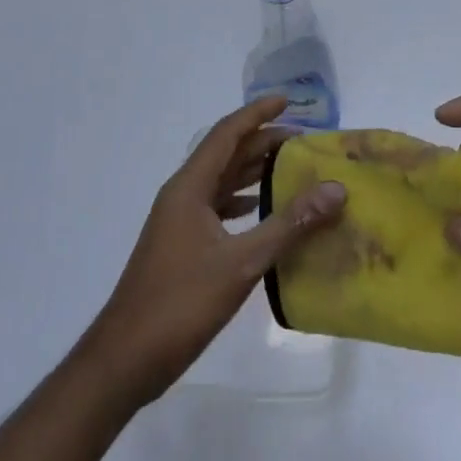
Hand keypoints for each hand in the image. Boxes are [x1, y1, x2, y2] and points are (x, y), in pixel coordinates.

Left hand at [78, 98, 347, 406]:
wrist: (125, 360)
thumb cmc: (180, 302)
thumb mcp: (242, 262)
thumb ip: (289, 224)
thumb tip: (335, 189)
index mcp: (189, 188)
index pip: (227, 134)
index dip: (257, 113)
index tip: (289, 100)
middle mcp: (182, 196)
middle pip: (226, 155)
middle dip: (263, 142)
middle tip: (305, 141)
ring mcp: (179, 222)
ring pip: (221, 182)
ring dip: (253, 171)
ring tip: (292, 169)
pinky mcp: (182, 246)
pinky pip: (217, 208)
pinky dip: (243, 201)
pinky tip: (262, 211)